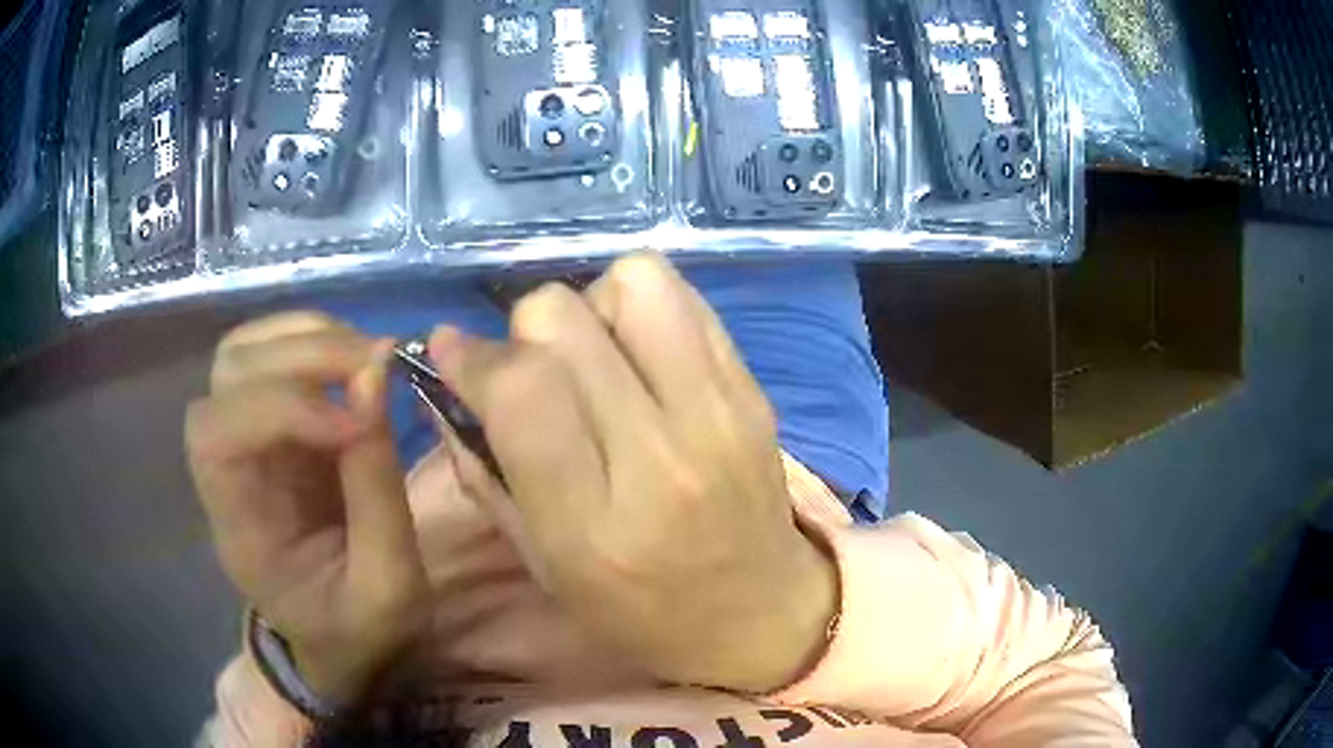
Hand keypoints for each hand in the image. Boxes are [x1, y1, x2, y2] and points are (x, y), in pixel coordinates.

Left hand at [186, 312, 427, 706]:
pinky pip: (273, 357)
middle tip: (377, 363)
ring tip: (367, 356)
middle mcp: (227, 473)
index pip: (216, 438)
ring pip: (242, 352)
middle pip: (227, 376)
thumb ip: (378, 491)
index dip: (278, 409)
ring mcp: (246, 443)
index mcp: (240, 531)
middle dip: (301, 356)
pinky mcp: (273, 429)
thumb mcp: (389, 589)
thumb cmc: (359, 629)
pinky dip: (314, 340)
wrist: (339, 638)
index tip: (354, 427)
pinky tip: (354, 361)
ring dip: (305, 337)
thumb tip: (375, 378)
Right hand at [429, 254, 836, 692]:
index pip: (519, 389)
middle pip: (564, 319)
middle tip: (530, 367)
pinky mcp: (752, 389)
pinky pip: (685, 298)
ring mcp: (718, 412)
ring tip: (593, 353)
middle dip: (524, 331)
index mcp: (591, 521)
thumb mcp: (543, 567)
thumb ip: (482, 471)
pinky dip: (643, 305)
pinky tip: (637, 351)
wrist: (760, 613)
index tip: (452, 352)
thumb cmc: (640, 612)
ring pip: (632, 282)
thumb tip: (445, 379)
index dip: (471, 354)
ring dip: (592, 304)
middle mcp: (657, 455)